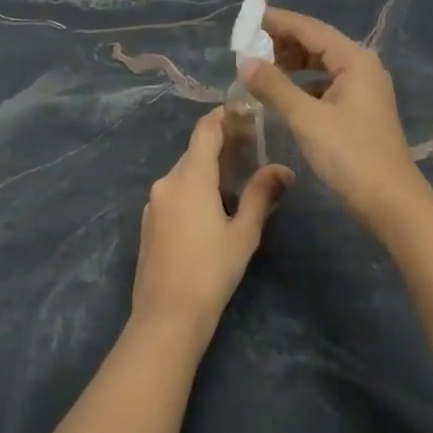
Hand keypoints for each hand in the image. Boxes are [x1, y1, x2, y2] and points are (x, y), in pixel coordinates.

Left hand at [132, 111, 292, 343]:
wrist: (166, 317)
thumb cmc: (211, 272)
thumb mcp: (244, 233)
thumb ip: (261, 195)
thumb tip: (284, 169)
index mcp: (190, 178)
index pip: (205, 130)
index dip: (224, 116)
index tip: (247, 114)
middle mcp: (167, 182)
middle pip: (195, 150)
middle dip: (222, 145)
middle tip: (252, 150)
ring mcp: (154, 202)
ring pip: (184, 173)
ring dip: (208, 169)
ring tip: (237, 180)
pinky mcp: (149, 222)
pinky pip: (174, 192)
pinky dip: (193, 188)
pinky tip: (212, 208)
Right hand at [240, 7, 430, 224]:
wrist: (391, 203)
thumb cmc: (350, 155)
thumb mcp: (307, 119)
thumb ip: (274, 87)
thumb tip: (245, 63)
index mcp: (354, 60)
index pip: (310, 28)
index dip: (277, 22)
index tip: (246, 19)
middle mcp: (361, 67)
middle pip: (316, 44)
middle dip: (281, 44)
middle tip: (246, 49)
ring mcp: (362, 90)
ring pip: (319, 66)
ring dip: (289, 65)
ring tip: (257, 71)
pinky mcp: (358, 111)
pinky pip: (323, 86)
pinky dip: (300, 86)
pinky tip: (280, 97)